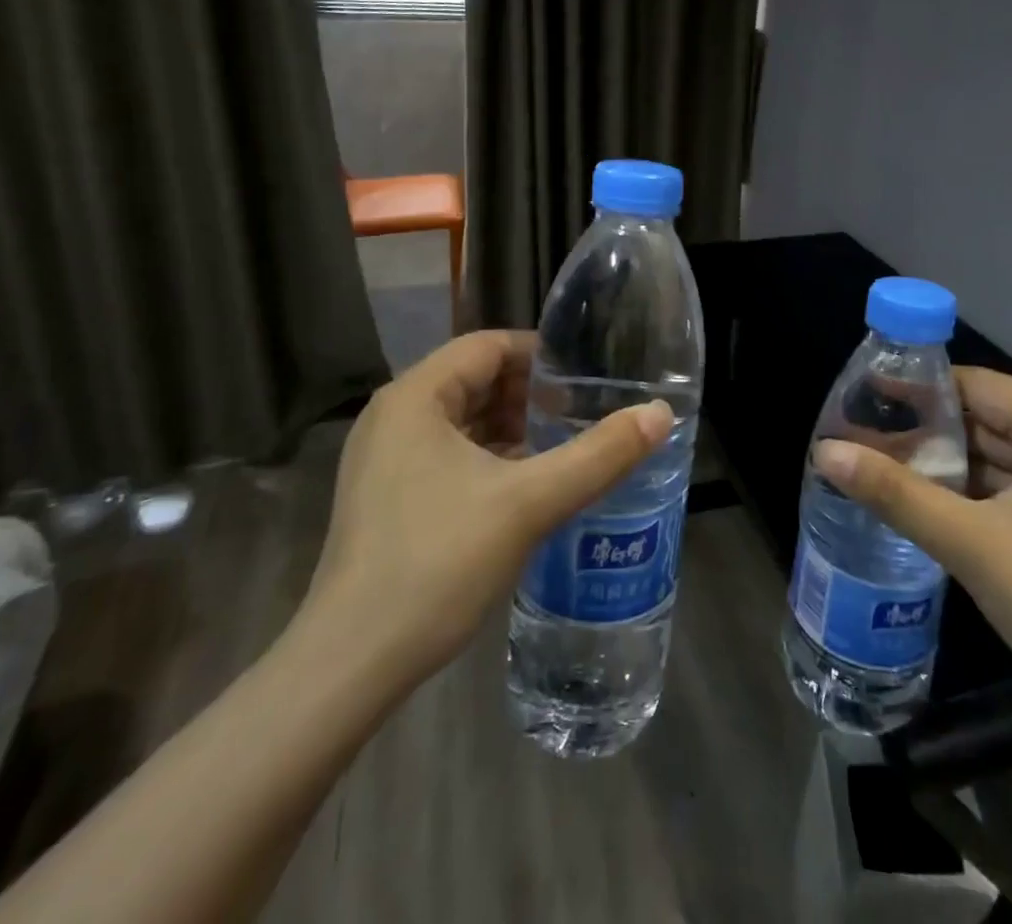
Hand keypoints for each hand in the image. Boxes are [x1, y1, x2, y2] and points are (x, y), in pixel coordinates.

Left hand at [289, 330, 671, 700]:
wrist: (350, 664)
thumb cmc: (438, 562)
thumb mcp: (530, 503)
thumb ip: (600, 455)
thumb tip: (661, 414)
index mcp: (415, 397)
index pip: (487, 346)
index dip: (540, 355)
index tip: (585, 378)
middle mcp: (393, 417)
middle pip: (474, 380)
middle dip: (530, 394)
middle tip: (581, 414)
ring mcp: (382, 460)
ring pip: (461, 421)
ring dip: (511, 428)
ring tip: (562, 447)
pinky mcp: (385, 497)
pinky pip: (446, 455)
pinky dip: (488, 458)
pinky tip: (525, 487)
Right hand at [813, 367, 1011, 754]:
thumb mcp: (971, 545)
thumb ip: (895, 493)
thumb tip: (824, 451)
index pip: (976, 384)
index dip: (920, 387)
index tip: (868, 397)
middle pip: (992, 418)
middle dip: (932, 429)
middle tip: (870, 439)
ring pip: (1010, 458)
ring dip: (956, 464)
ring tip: (895, 472)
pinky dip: (986, 493)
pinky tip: (946, 513)